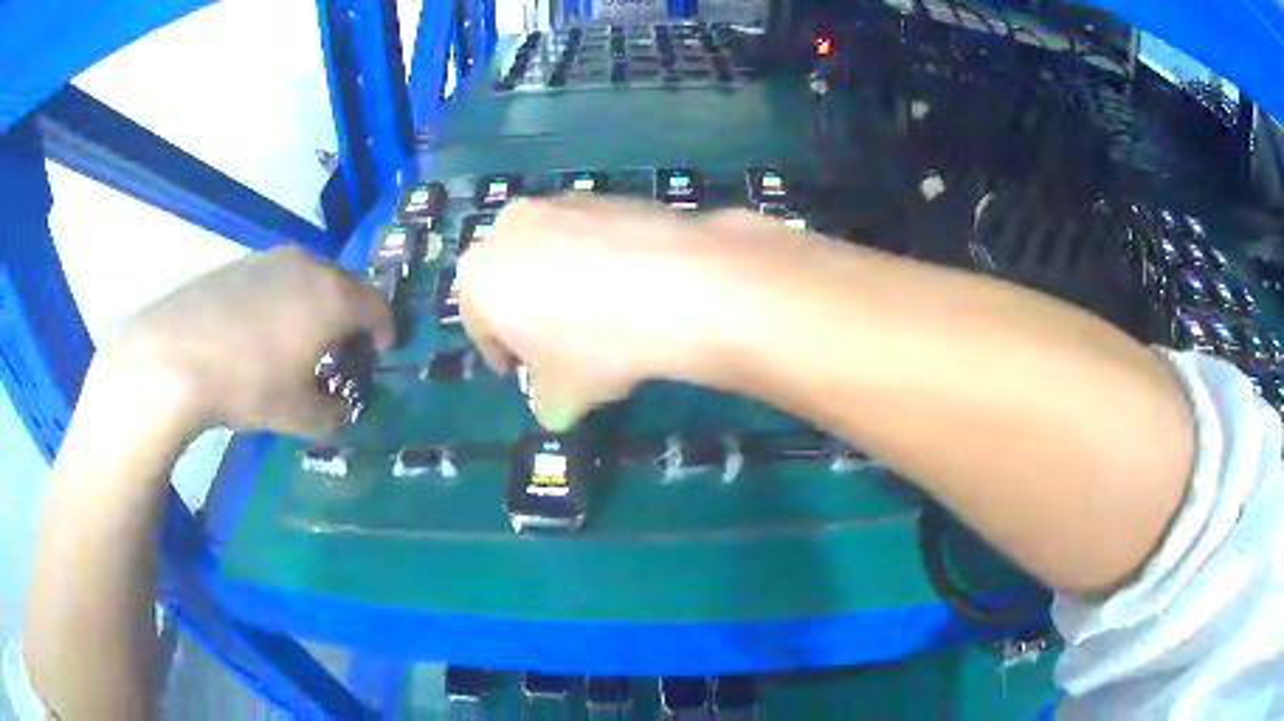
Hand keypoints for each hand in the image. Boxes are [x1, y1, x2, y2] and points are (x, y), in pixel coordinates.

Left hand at [101, 246, 393, 436]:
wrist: (175, 355)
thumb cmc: (248, 384)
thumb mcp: (298, 414)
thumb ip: (331, 412)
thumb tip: (338, 409)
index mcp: (332, 297)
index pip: (376, 306)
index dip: (385, 330)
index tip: (382, 351)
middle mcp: (307, 266)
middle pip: (344, 286)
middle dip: (350, 317)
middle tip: (341, 349)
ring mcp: (269, 259)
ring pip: (308, 279)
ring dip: (315, 306)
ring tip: (299, 340)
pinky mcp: (239, 264)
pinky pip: (276, 279)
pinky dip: (283, 301)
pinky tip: (260, 332)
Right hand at [457, 197, 734, 429]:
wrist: (676, 284)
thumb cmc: (596, 347)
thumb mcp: (560, 400)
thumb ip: (542, 402)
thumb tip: (550, 401)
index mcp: (478, 277)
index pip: (480, 325)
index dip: (502, 354)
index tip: (524, 373)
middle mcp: (507, 228)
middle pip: (511, 280)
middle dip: (530, 312)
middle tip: (560, 344)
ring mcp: (558, 203)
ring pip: (549, 252)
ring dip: (564, 282)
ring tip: (602, 315)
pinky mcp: (605, 194)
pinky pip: (590, 236)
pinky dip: (600, 260)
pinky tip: (631, 287)